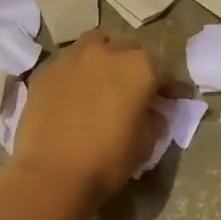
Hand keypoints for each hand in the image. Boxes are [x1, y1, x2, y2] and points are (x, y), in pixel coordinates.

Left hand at [11, 32, 164, 204]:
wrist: (51, 174)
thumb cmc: (107, 161)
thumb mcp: (146, 144)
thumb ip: (155, 119)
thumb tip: (153, 111)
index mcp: (139, 67)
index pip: (164, 69)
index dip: (170, 86)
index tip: (174, 98)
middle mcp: (107, 51)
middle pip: (129, 49)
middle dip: (136, 65)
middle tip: (136, 88)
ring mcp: (72, 57)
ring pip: (96, 45)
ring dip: (105, 58)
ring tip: (104, 80)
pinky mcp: (46, 70)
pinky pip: (69, 63)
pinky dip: (78, 72)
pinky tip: (76, 93)